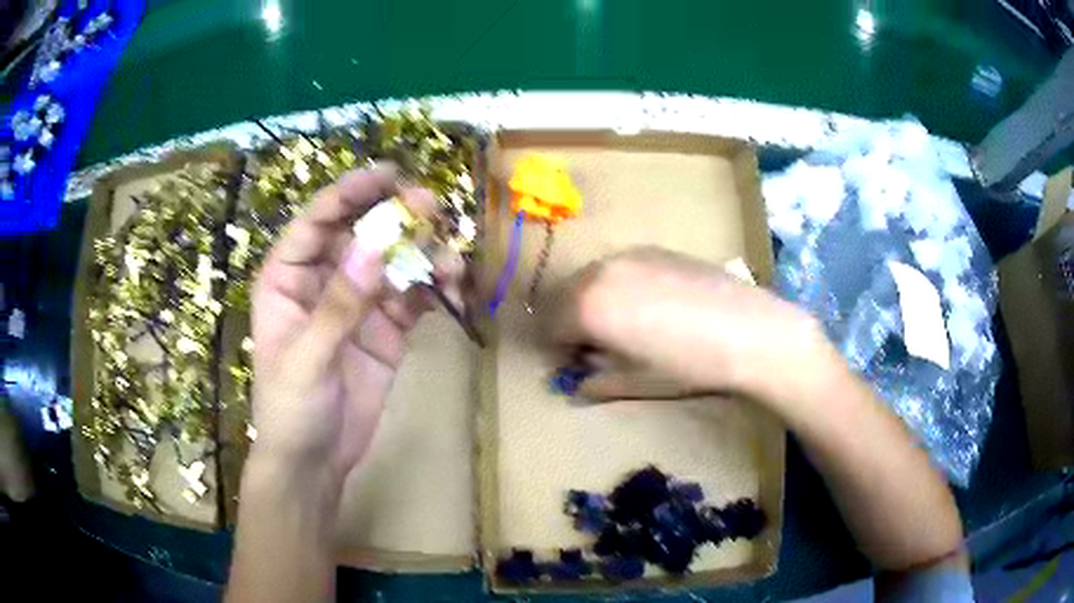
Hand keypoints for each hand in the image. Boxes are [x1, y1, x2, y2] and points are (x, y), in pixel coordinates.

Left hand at [248, 165, 460, 489]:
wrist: (315, 462)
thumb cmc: (290, 410)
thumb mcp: (307, 359)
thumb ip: (339, 304)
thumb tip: (375, 245)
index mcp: (287, 280)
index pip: (317, 222)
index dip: (349, 193)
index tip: (388, 175)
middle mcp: (323, 282)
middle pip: (360, 233)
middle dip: (395, 217)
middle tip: (431, 208)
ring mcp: (358, 305)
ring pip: (393, 263)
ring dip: (422, 253)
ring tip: (450, 259)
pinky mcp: (386, 331)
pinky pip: (412, 297)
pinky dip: (434, 287)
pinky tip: (452, 286)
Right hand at [554, 247, 834, 406]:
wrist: (747, 330)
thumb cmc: (687, 365)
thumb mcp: (634, 383)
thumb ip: (595, 382)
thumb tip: (576, 385)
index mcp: (586, 307)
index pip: (548, 326)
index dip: (556, 350)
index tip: (573, 366)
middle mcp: (600, 272)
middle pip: (564, 297)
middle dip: (571, 323)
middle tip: (595, 348)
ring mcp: (629, 255)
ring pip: (592, 279)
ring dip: (593, 302)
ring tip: (625, 326)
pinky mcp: (655, 249)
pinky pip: (621, 268)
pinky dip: (620, 286)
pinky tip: (652, 306)